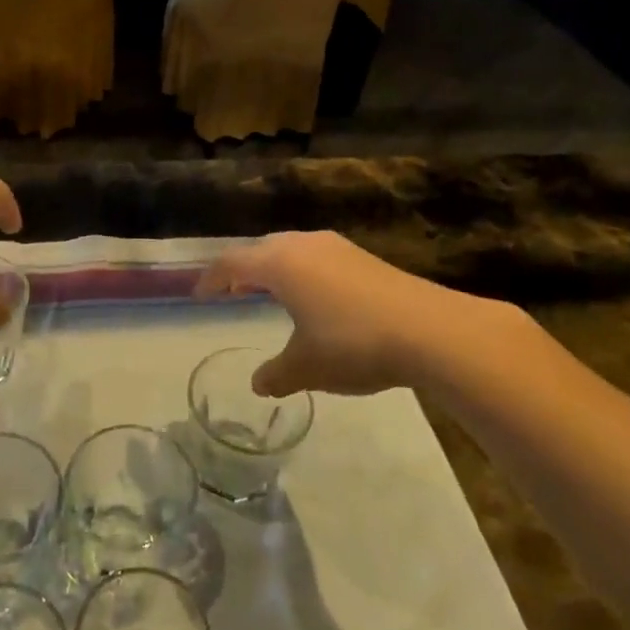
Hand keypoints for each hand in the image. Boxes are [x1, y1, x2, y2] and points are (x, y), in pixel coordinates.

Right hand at [196, 231, 510, 397]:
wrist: (429, 329)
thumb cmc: (352, 344)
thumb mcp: (306, 367)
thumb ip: (277, 374)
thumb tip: (259, 384)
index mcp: (279, 263)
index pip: (232, 262)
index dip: (212, 278)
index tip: (200, 294)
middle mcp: (304, 245)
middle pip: (261, 249)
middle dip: (243, 269)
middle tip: (232, 290)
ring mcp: (337, 247)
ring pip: (292, 249)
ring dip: (275, 268)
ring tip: (270, 292)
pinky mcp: (363, 257)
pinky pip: (317, 257)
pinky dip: (302, 272)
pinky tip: (314, 298)